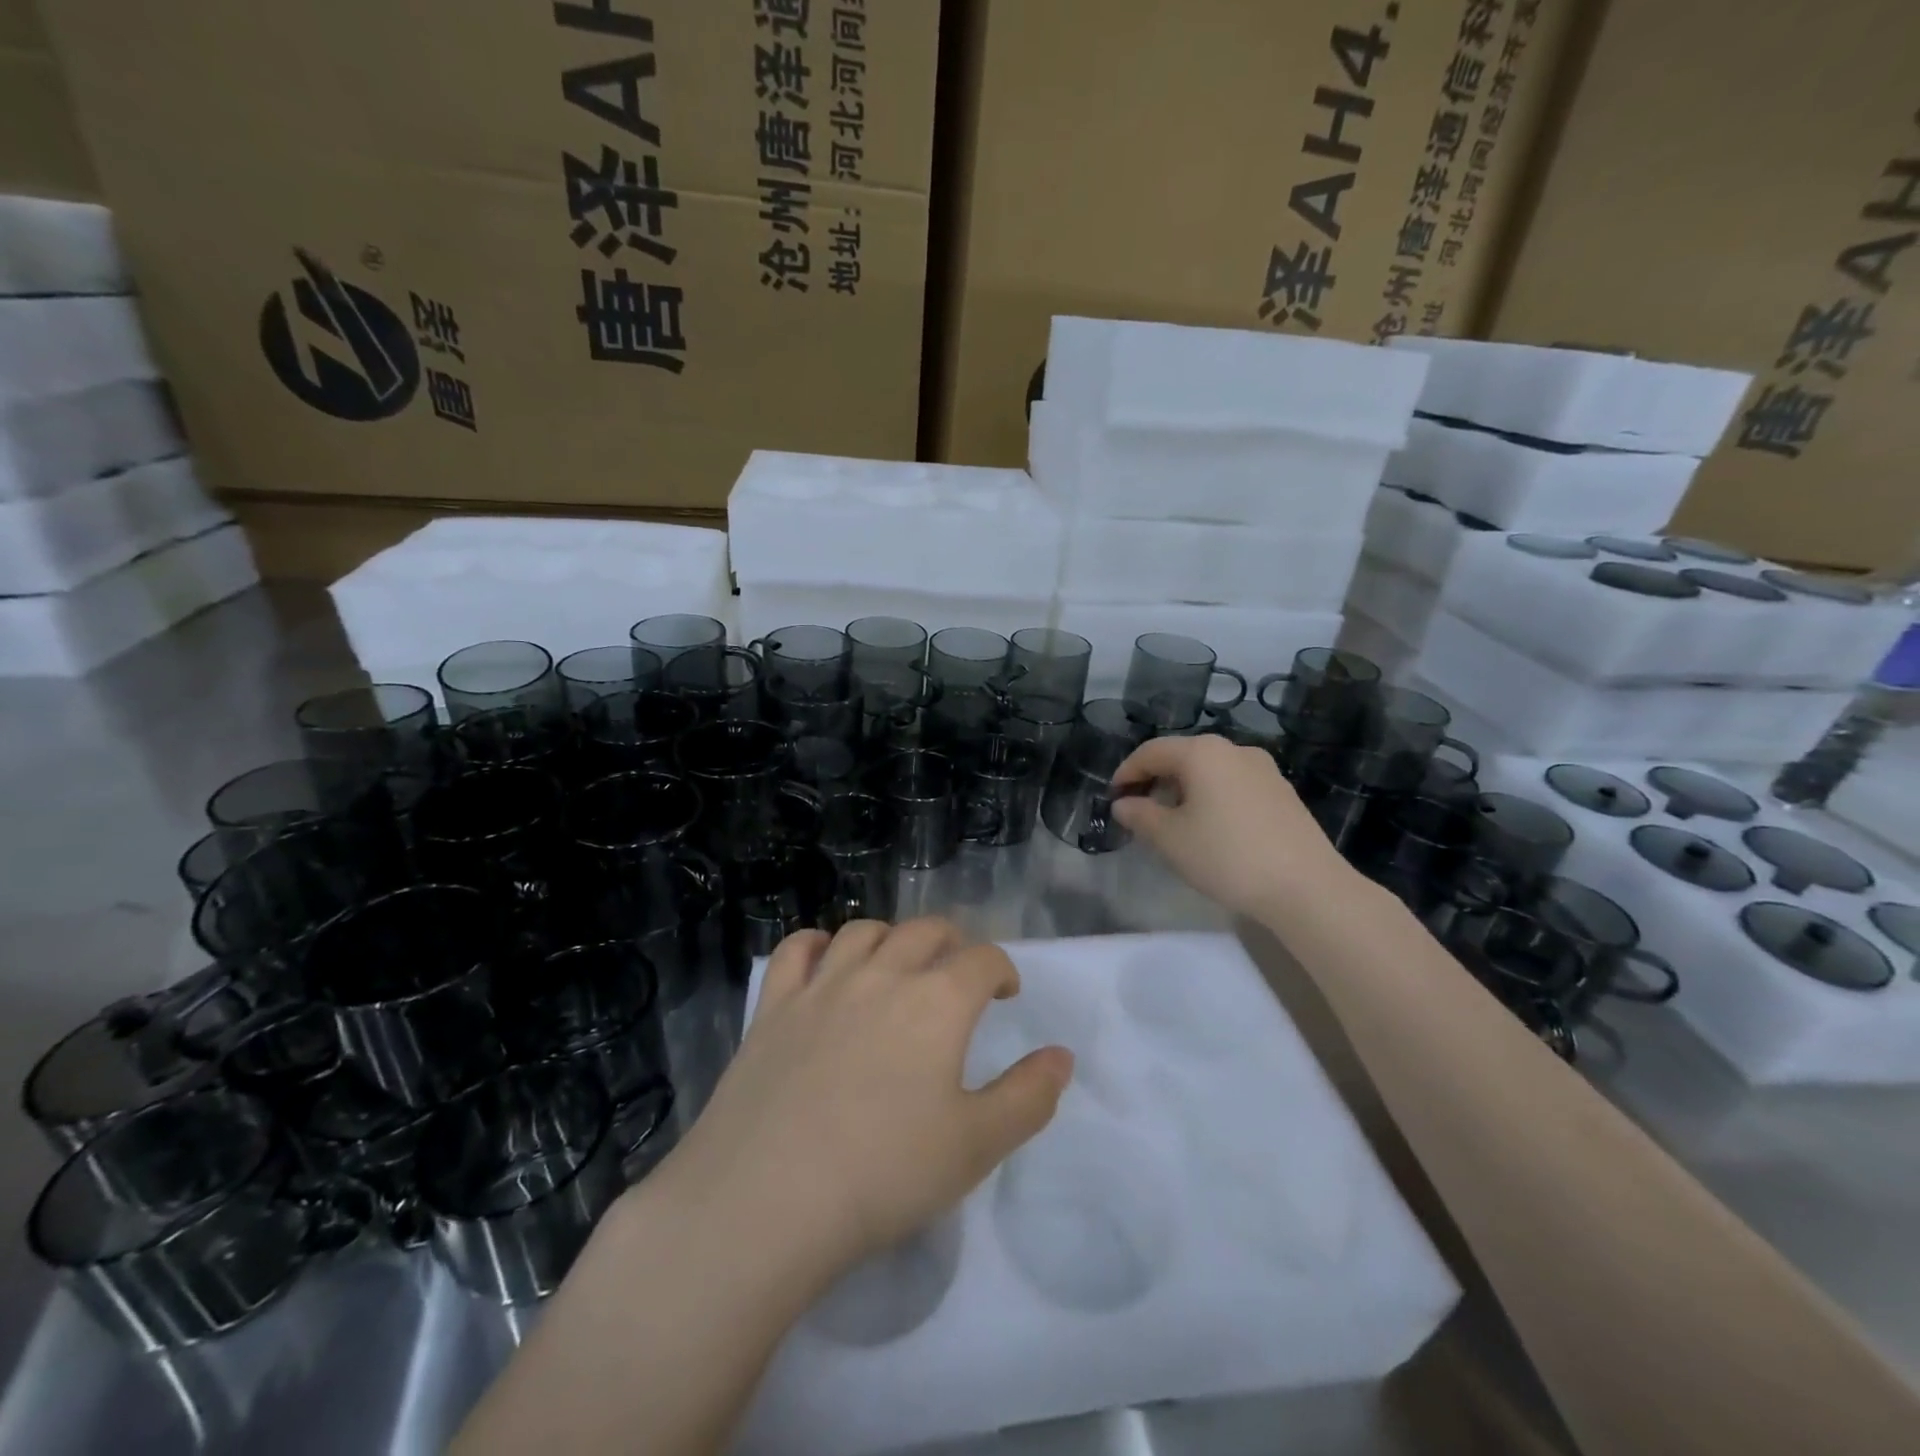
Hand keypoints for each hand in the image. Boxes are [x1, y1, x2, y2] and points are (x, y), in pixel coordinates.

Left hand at [659, 918, 1072, 1288]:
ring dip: (891, 938)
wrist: (767, 1200)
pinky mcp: (773, 1006)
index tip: (1005, 993)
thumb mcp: (977, 1146)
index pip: (983, 959)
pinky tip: (825, 963)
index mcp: (937, 1002)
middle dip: (952, 943)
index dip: (1002, 969)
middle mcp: (882, 975)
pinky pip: (797, 950)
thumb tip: (1062, 1056)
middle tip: (958, 972)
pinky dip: (818, 944)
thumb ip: (1029, 1096)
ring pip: (864, 931)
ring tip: (896, 965)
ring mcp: (822, 985)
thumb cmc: (884, 1175)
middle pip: (925, 931)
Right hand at [1111, 734, 1349, 920]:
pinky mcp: (1283, 793)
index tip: (1112, 797)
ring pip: (1210, 772)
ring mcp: (1264, 770)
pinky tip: (1211, 830)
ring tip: (1173, 824)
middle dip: (1156, 781)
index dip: (1126, 772)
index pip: (1151, 752)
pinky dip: (1212, 798)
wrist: (1306, 888)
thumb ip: (1140, 816)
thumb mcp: (1170, 839)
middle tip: (1139, 812)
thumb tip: (1123, 804)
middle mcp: (1234, 750)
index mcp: (1203, 752)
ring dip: (1184, 791)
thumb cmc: (1226, 856)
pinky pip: (1234, 785)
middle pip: (1182, 757)